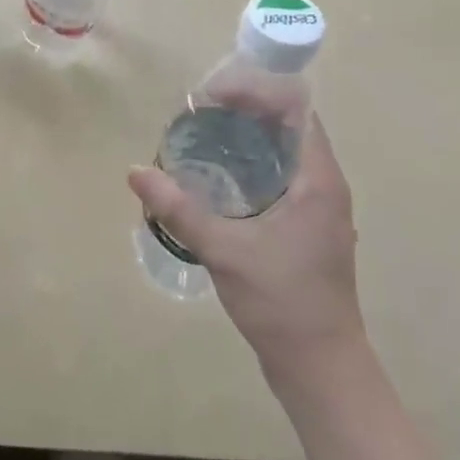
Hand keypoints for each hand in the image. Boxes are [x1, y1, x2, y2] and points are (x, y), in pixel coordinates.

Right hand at [128, 114, 362, 388]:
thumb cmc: (282, 303)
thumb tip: (136, 172)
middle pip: (288, 125)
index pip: (295, 108)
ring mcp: (319, 209)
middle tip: (197, 115)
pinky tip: (217, 180)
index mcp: (317, 179)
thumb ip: (179, 209)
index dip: (256, 92)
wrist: (320, 368)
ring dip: (247, 138)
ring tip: (201, 138)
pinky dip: (251, 165)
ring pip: (284, 153)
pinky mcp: (308, 228)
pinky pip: (281, 178)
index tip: (212, 97)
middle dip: (244, 111)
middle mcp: (324, 185)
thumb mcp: (224, 251)